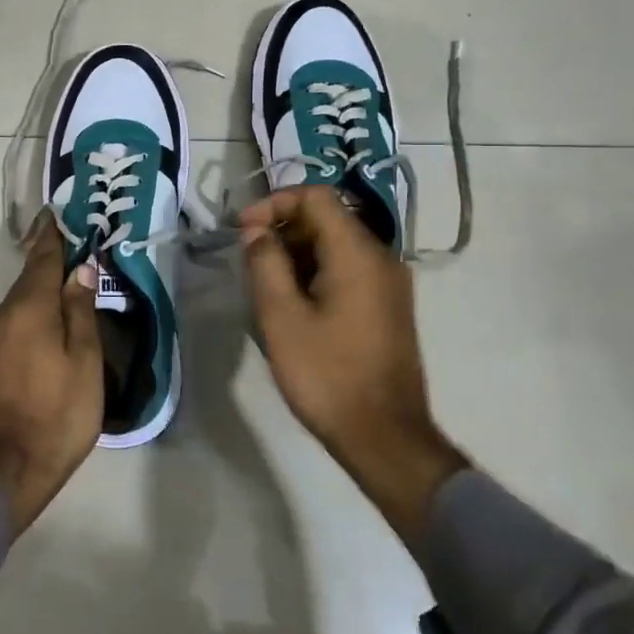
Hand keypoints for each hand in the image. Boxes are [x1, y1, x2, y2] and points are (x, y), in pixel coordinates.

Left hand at [0, 213, 103, 536]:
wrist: (3, 477)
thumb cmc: (58, 418)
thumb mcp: (85, 364)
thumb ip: (80, 313)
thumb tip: (79, 270)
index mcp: (28, 312)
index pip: (41, 262)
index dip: (50, 238)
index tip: (52, 215)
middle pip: (26, 287)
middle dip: (45, 273)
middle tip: (67, 266)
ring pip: (12, 315)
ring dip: (33, 307)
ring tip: (56, 314)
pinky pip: (2, 340)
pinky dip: (20, 335)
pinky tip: (34, 354)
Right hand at [241, 186, 466, 534]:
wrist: (384, 436)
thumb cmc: (327, 374)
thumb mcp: (281, 317)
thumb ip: (265, 263)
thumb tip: (256, 231)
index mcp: (357, 253)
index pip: (316, 197)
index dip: (275, 203)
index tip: (244, 231)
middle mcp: (381, 257)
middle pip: (328, 218)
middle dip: (283, 228)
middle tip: (249, 259)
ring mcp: (389, 283)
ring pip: (337, 245)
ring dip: (297, 252)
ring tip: (265, 283)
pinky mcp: (388, 306)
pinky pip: (349, 269)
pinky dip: (317, 271)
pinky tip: (293, 302)